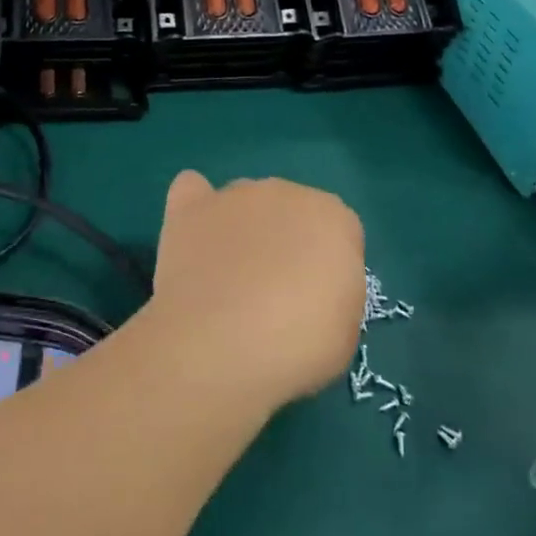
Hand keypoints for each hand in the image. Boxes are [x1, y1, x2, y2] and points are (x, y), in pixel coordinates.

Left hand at [146, 172, 364, 412]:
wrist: (220, 343)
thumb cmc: (296, 345)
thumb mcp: (344, 330)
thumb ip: (335, 290)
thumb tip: (312, 285)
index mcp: (333, 217)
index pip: (339, 233)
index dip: (327, 270)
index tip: (315, 304)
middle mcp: (284, 192)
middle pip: (290, 211)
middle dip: (284, 243)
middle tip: (273, 295)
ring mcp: (233, 195)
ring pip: (244, 203)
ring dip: (242, 230)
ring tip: (226, 281)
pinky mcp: (190, 207)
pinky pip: (193, 189)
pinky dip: (196, 209)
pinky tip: (193, 237)